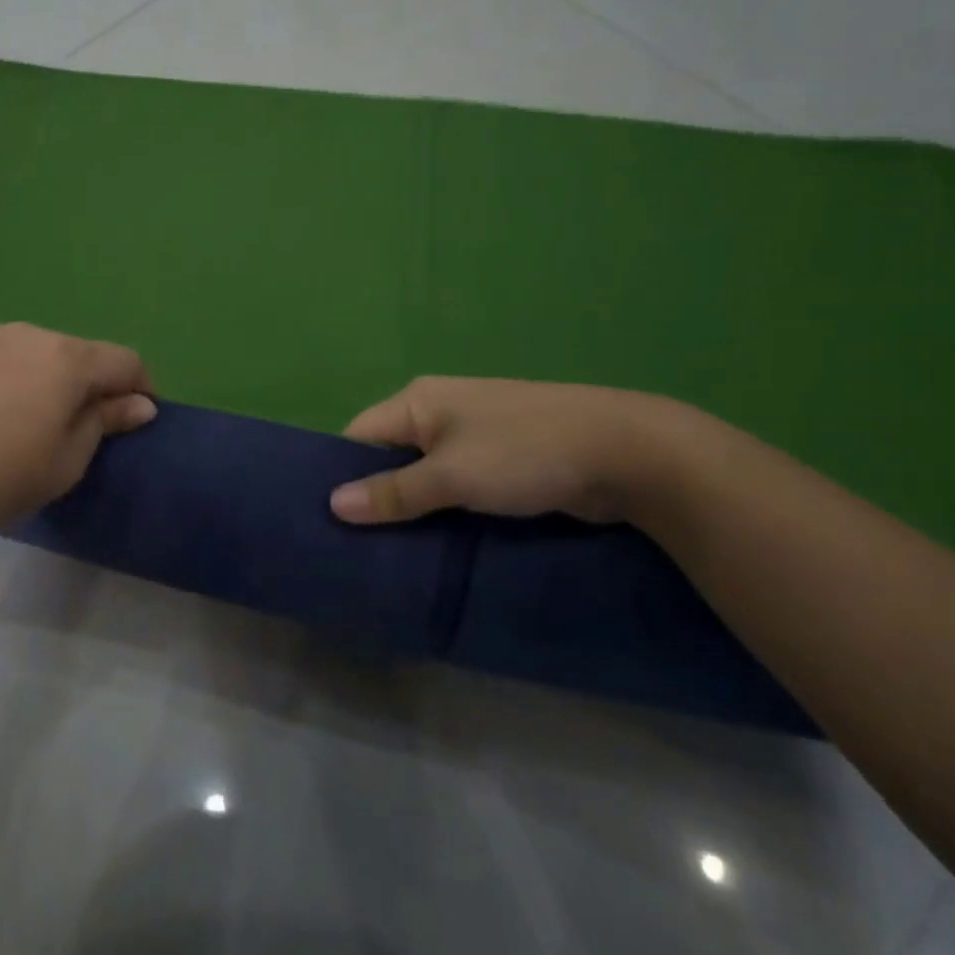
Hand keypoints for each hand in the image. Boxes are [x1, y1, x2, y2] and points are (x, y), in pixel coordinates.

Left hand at [0, 324, 155, 567]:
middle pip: (79, 354)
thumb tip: (142, 404)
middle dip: (91, 383)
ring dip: (48, 377)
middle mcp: (30, 333)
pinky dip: (9, 374)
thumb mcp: (67, 461)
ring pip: (37, 351)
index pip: (125, 361)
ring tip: (28, 419)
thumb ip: (107, 422)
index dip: (141, 387)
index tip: (135, 417)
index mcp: (67, 359)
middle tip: (78, 427)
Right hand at [328, 376, 686, 526]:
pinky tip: (437, 542)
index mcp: (418, 401)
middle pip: (390, 455)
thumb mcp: (451, 475)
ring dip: (413, 508)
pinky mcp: (502, 460)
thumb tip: (333, 505)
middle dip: (377, 496)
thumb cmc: (523, 453)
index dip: (341, 473)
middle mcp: (440, 412)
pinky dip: (445, 510)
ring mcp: (474, 435)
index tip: (330, 521)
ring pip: (426, 474)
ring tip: (391, 553)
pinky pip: (457, 485)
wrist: (624, 452)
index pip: (359, 435)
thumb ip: (393, 492)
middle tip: (358, 546)